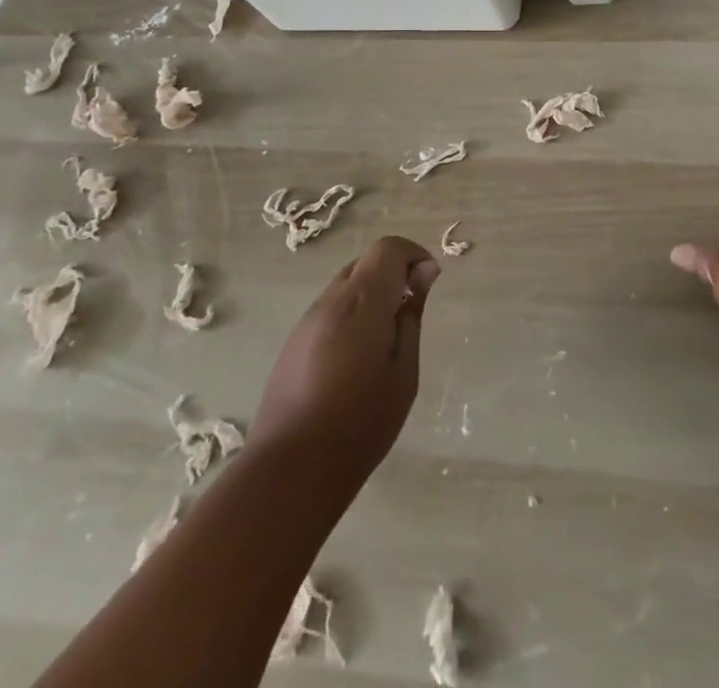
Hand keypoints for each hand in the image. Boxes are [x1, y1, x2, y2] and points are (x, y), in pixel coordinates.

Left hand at [249, 236, 440, 480]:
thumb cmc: (360, 423)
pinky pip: (329, 311)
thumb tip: (422, 276)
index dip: (413, 255)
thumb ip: (411, 319)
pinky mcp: (292, 344)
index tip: (429, 283)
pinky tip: (356, 360)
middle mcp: (331, 300)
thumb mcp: (403, 373)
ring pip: (346, 286)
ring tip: (385, 341)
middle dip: (393, 274)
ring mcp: (307, 322)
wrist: (290, 471)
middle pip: (365, 262)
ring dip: (371, 296)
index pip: (388, 248)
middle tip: (411, 312)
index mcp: (362, 301)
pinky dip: (351, 315)